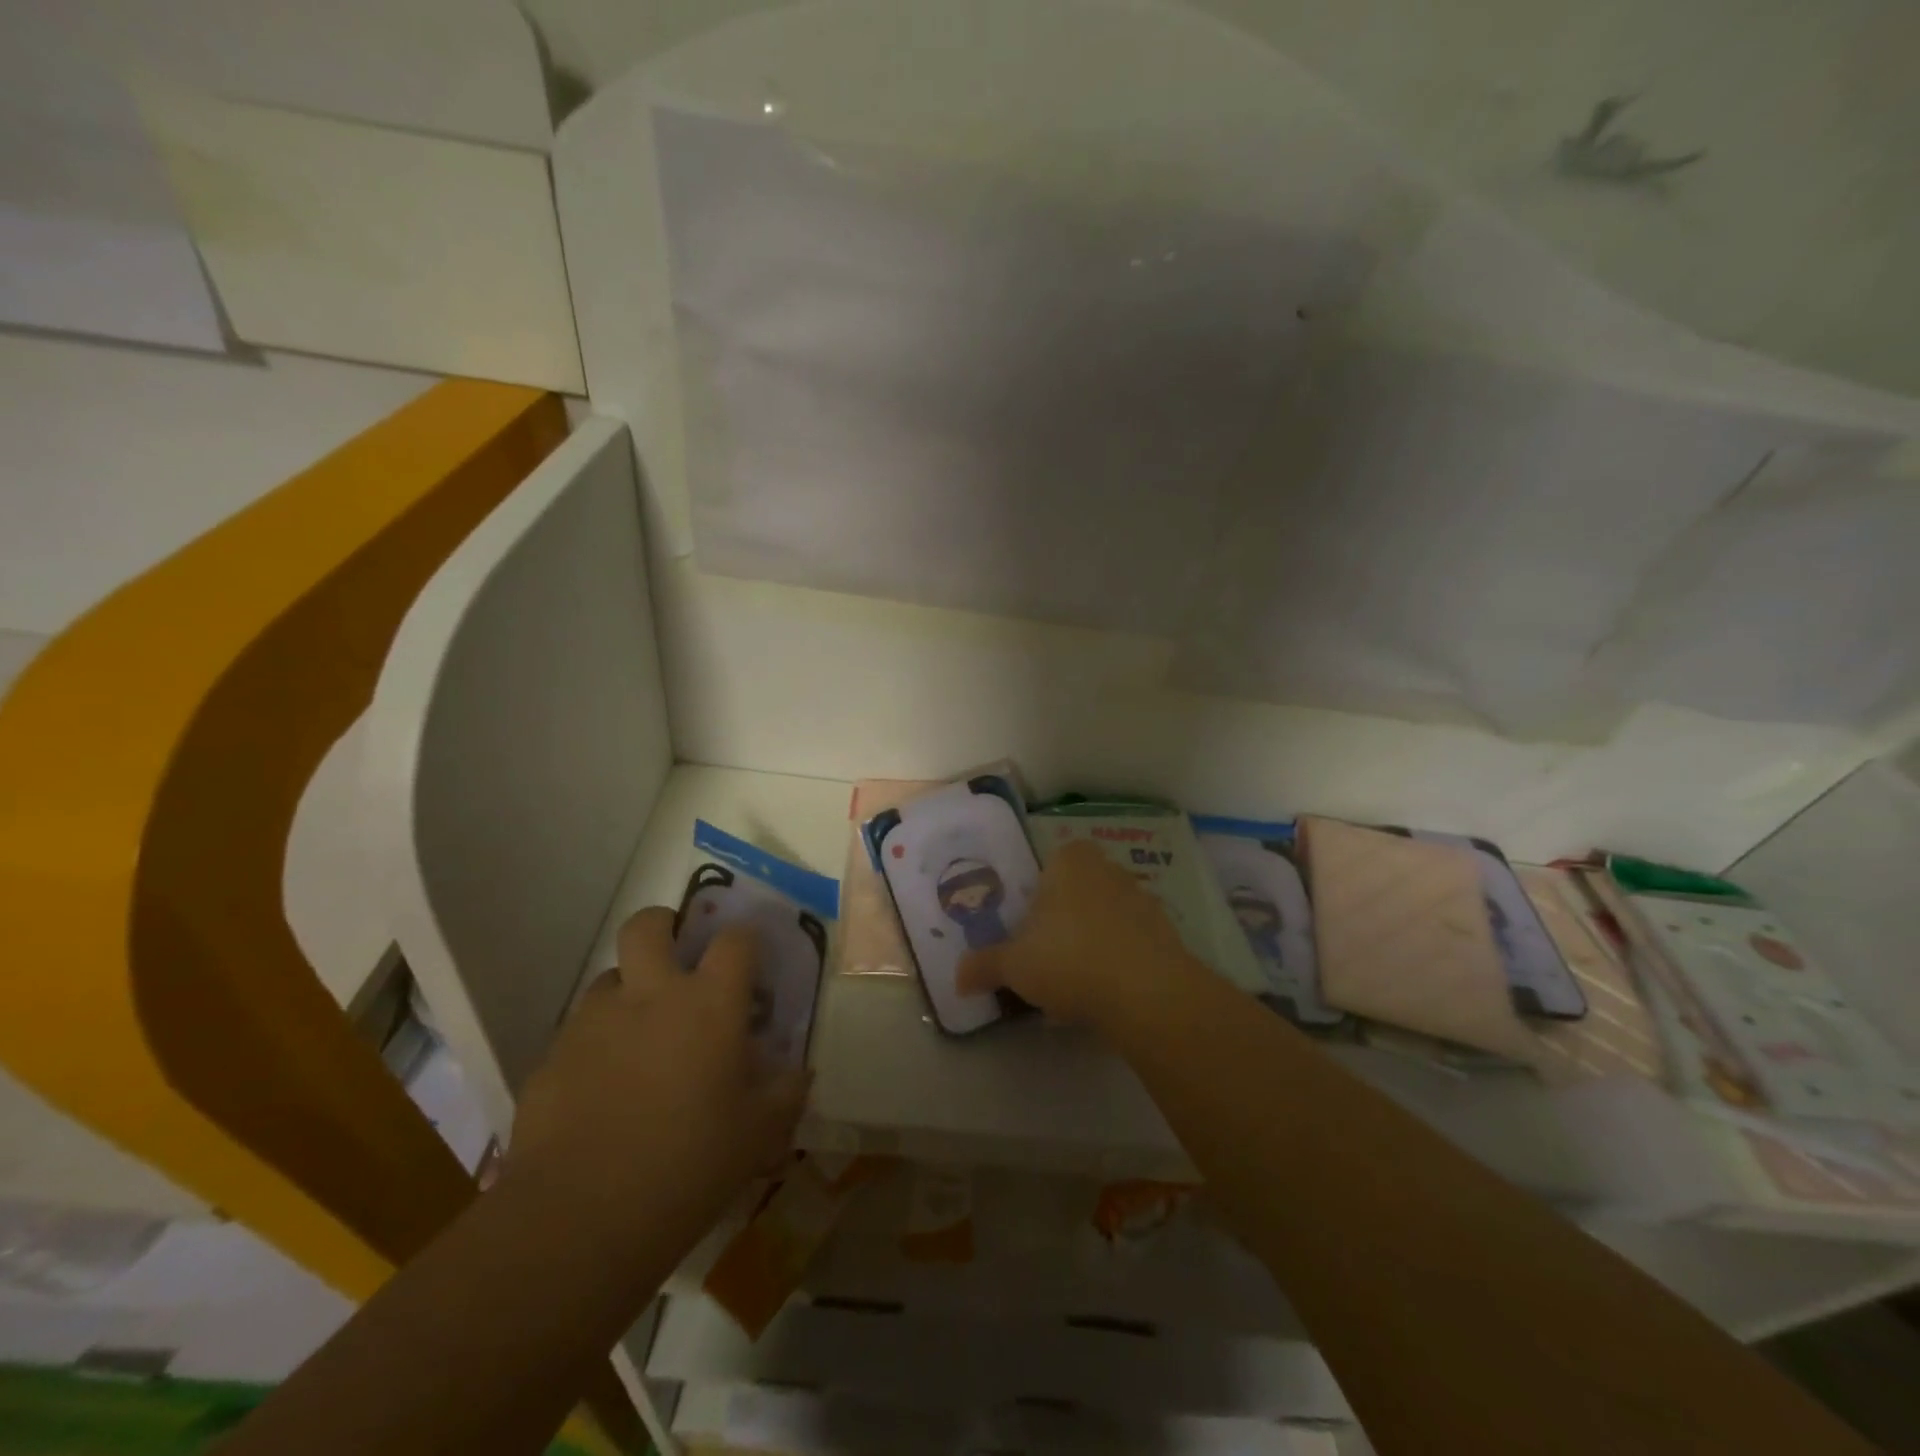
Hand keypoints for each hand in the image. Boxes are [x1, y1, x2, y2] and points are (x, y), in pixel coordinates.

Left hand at [505, 908, 809, 1242]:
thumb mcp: (759, 1135)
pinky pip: (577, 1032)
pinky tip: (601, 1090)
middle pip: (648, 924)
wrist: (580, 1219)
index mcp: (709, 1003)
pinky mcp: (551, 1058)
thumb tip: (800, 1073)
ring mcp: (594, 1022)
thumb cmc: (689, 1166)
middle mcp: (650, 995)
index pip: (735, 939)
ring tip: (638, 1034)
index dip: (745, 940)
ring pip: (609, 977)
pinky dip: (595, 1044)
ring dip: (627, 991)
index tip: (750, 959)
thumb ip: (786, 1094)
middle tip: (675, 954)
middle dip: (663, 925)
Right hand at [956, 838, 1195, 1024]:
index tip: (1024, 936)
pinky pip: (1127, 945)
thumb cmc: (1068, 959)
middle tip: (1042, 962)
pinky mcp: (1165, 934)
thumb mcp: (1013, 965)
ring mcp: (1141, 900)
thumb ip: (983, 966)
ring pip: (1101, 921)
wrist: (1147, 993)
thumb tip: (958, 979)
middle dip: (1059, 926)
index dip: (1032, 902)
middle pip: (1073, 896)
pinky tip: (1102, 997)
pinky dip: (1114, 964)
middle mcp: (1108, 869)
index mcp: (1069, 860)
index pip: (1045, 869)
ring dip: (1086, 947)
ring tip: (1070, 989)